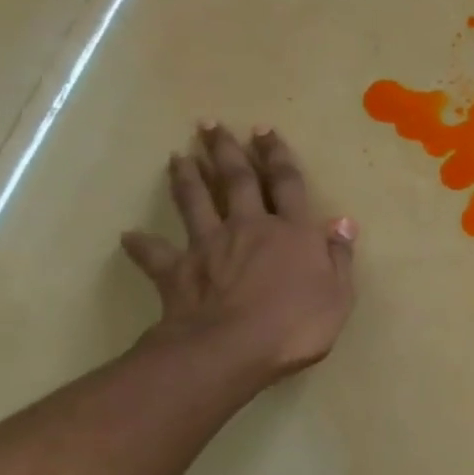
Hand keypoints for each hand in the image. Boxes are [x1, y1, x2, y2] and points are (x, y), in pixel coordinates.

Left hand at [122, 123, 355, 391]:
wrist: (232, 349)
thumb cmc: (297, 325)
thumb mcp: (339, 295)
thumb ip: (339, 256)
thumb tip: (343, 222)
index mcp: (292, 232)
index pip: (287, 184)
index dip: (277, 156)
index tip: (265, 131)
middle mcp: (249, 227)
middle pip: (237, 181)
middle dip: (227, 151)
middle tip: (212, 125)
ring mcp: (209, 246)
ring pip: (195, 202)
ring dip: (187, 178)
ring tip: (178, 156)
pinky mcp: (178, 271)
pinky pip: (156, 254)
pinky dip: (142, 244)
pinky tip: (129, 235)